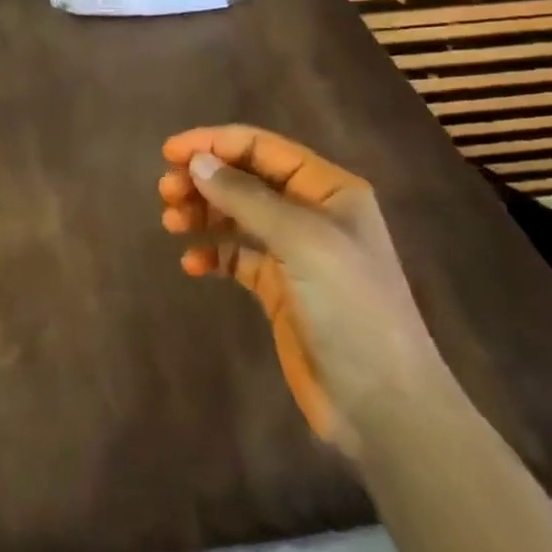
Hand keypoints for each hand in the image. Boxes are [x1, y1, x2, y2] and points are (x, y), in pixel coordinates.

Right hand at [158, 125, 443, 456]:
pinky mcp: (281, 290)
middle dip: (204, 179)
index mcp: (328, 189)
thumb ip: (245, 196)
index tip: (170, 153)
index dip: (214, 143)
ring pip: (237, 215)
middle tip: (166, 192)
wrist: (385, 408)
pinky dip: (213, 254)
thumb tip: (197, 161)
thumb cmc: (351, 307)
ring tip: (171, 222)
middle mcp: (312, 213)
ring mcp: (296, 253)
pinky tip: (192, 264)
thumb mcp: (301, 240)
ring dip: (203, 212)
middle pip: (245, 178)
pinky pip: (237, 257)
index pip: (262, 147)